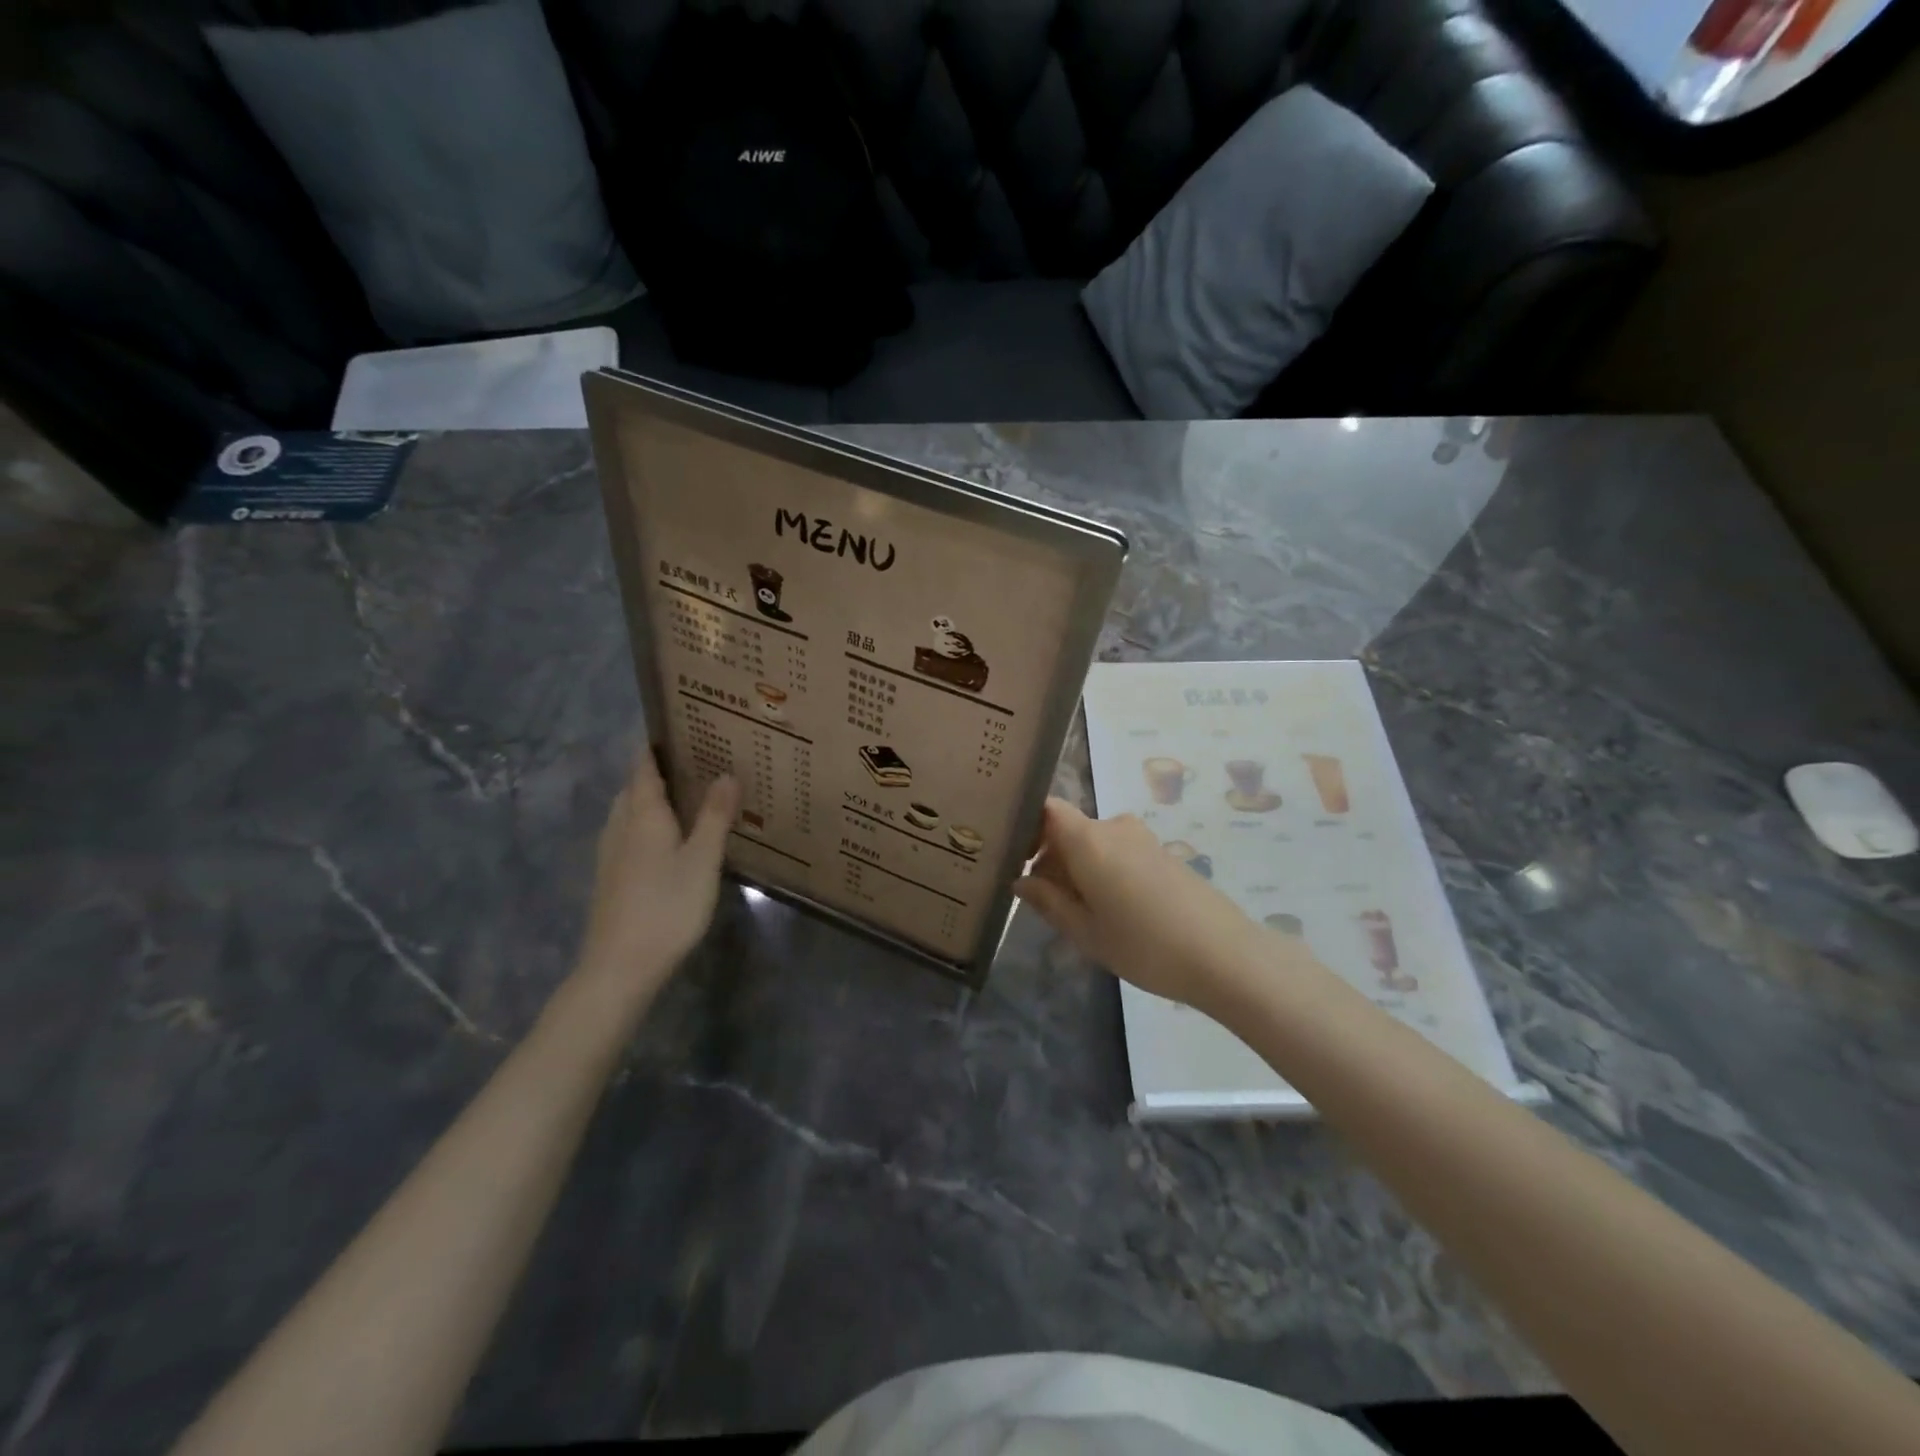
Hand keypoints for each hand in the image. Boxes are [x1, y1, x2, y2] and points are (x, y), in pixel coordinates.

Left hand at [573, 749, 738, 1005]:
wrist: (620, 967)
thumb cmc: (667, 906)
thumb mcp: (702, 859)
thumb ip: (714, 816)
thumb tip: (726, 773)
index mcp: (641, 814)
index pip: (643, 767)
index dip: (656, 746)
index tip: (680, 727)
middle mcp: (620, 826)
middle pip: (634, 788)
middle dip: (658, 771)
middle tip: (696, 760)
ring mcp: (611, 854)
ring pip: (629, 813)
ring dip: (652, 799)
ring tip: (688, 795)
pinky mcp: (611, 878)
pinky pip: (629, 835)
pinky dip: (648, 824)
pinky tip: (670, 840)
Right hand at [1014, 799, 1297, 1011]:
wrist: (1224, 955)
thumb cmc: (1144, 944)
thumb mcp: (1085, 931)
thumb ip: (1048, 901)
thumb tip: (1020, 880)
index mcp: (1088, 839)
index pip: (1045, 809)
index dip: (1025, 827)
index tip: (1013, 859)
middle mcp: (1114, 827)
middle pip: (1068, 829)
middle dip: (1049, 858)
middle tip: (1042, 901)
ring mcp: (1142, 839)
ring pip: (1093, 843)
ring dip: (1077, 868)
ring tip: (1079, 913)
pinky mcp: (1162, 854)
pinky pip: (1117, 852)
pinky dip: (1103, 871)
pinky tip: (1112, 911)